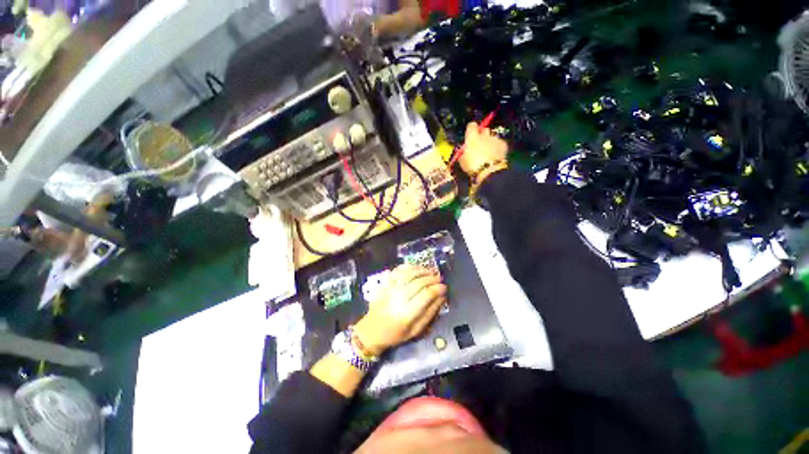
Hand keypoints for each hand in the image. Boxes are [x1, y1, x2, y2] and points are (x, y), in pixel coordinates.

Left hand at [354, 264, 447, 355]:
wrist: (372, 330)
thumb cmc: (396, 334)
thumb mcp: (416, 330)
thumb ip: (430, 313)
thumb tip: (442, 297)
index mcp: (407, 313)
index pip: (426, 295)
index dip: (437, 289)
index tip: (444, 287)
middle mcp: (398, 298)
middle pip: (419, 282)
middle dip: (432, 278)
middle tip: (440, 278)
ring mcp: (390, 289)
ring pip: (409, 273)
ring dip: (422, 270)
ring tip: (431, 271)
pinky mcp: (385, 284)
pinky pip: (397, 271)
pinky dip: (408, 267)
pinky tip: (416, 267)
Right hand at [459, 122, 507, 177]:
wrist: (489, 171)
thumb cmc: (472, 166)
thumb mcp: (462, 161)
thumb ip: (462, 153)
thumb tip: (462, 150)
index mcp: (472, 137)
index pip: (471, 125)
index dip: (471, 129)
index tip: (470, 134)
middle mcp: (484, 135)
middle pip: (484, 129)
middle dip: (482, 135)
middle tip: (480, 144)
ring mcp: (495, 139)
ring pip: (492, 136)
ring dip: (490, 141)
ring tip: (488, 152)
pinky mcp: (503, 144)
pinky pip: (499, 143)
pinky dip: (498, 147)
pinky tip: (495, 155)